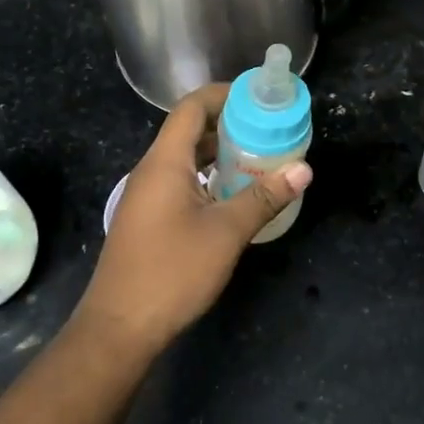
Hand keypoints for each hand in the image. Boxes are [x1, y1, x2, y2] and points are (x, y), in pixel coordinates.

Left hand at [74, 84, 312, 357]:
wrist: (119, 328)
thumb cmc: (172, 272)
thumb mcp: (225, 233)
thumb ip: (264, 197)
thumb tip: (303, 169)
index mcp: (165, 162)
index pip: (191, 107)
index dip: (224, 94)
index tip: (259, 97)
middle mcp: (152, 170)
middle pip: (189, 130)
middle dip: (229, 123)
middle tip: (269, 128)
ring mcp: (147, 196)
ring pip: (186, 158)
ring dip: (220, 152)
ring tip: (259, 157)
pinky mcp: (149, 219)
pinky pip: (181, 181)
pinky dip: (209, 177)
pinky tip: (234, 194)